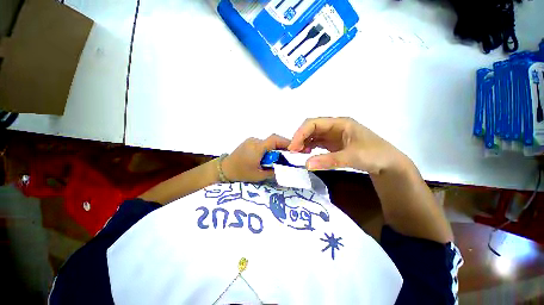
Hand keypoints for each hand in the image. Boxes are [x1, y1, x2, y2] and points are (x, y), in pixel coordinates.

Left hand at [222, 134, 290, 181]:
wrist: (224, 169)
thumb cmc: (241, 173)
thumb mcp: (259, 175)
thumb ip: (273, 171)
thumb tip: (284, 168)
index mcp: (257, 148)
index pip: (274, 140)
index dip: (286, 143)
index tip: (294, 150)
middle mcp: (254, 141)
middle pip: (273, 140)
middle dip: (282, 146)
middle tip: (289, 156)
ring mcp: (251, 140)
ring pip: (268, 142)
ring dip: (275, 148)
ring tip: (279, 158)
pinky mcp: (249, 142)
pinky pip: (263, 143)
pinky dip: (269, 148)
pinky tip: (269, 156)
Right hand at [288, 117, 408, 173]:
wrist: (388, 164)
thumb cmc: (374, 155)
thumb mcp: (353, 157)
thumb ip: (329, 161)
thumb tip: (306, 164)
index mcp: (340, 123)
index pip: (314, 123)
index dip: (301, 133)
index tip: (293, 147)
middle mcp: (335, 127)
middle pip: (311, 128)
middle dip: (300, 138)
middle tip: (293, 151)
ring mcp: (334, 136)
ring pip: (313, 135)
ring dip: (303, 142)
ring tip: (298, 153)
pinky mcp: (334, 144)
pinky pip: (317, 143)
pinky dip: (309, 147)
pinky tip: (306, 153)